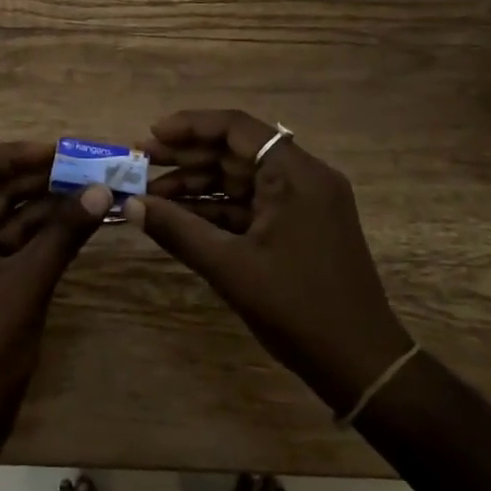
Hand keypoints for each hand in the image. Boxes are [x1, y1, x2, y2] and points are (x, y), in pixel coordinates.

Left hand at [0, 142, 111, 463]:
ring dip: (49, 204)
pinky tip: (83, 221)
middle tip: (89, 167)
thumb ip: (62, 234)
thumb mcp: (26, 285)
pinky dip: (47, 232)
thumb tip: (100, 189)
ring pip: (11, 216)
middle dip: (41, 178)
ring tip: (94, 188)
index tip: (59, 151)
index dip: (16, 154)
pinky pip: (18, 242)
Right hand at [127, 109, 412, 414]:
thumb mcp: (230, 267)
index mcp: (295, 174)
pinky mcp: (299, 227)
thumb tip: (130, 205)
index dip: (190, 126)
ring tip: (150, 195)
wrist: (361, 364)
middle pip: (236, 151)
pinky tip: (180, 217)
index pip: (237, 128)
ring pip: (241, 179)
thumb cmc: (298, 307)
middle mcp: (303, 177)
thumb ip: (178, 230)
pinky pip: (251, 205)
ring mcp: (303, 203)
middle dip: (187, 157)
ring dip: (198, 185)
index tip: (152, 136)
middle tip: (140, 165)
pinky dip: (217, 209)